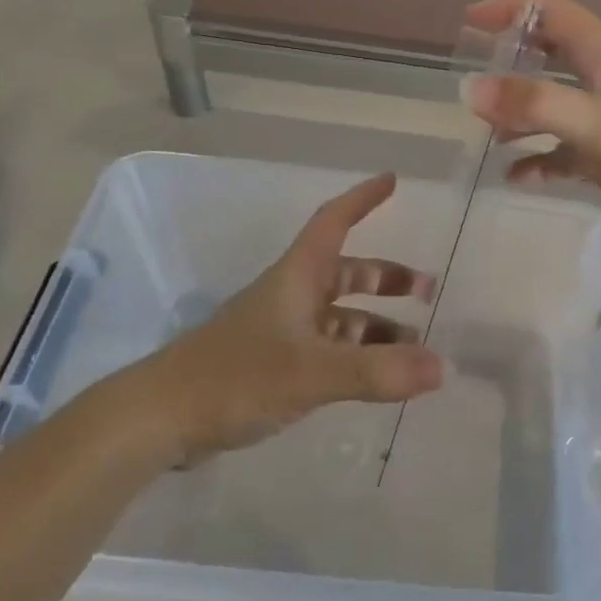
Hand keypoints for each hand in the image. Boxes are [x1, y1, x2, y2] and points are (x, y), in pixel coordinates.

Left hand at [83, 174, 443, 463]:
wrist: (159, 419)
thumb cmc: (234, 377)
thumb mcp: (311, 372)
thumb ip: (377, 371)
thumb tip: (441, 368)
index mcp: (296, 277)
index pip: (334, 222)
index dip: (363, 199)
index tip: (392, 180)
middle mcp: (291, 296)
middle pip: (345, 272)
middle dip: (386, 278)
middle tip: (427, 292)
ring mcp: (280, 332)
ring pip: (339, 316)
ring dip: (376, 326)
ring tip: (413, 348)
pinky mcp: (271, 366)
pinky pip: (327, 349)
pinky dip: (356, 356)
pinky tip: (376, 378)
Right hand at [464, 0, 600, 245]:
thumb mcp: (592, 122)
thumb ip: (534, 103)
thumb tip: (472, 89)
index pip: (552, 13)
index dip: (511, 10)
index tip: (470, 21)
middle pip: (552, 54)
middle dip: (512, 62)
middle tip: (476, 77)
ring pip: (556, 103)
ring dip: (522, 114)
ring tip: (489, 133)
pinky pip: (565, 148)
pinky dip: (540, 157)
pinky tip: (516, 175)